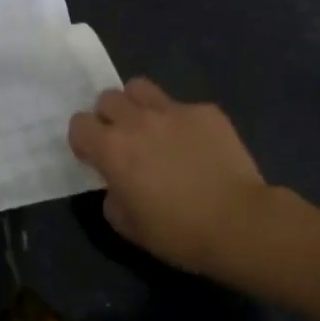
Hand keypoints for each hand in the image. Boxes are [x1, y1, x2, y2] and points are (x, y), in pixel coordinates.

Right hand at [67, 78, 277, 278]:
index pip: (79, 124)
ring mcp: (173, 111)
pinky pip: (183, 106)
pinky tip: (197, 145)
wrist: (240, 224)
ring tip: (153, 128)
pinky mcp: (206, 112)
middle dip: (109, 117)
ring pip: (140, 87)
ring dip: (138, 105)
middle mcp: (136, 121)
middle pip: (107, 98)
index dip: (84, 140)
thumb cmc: (179, 233)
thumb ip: (112, 197)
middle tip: (124, 141)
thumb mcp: (129, 227)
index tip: (95, 157)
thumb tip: (117, 184)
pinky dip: (182, 122)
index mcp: (112, 149)